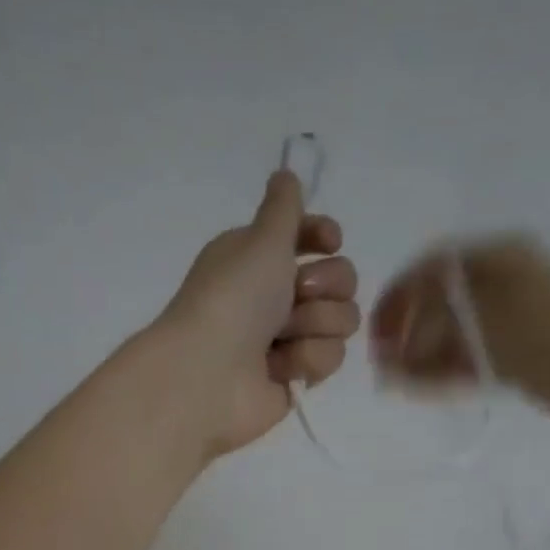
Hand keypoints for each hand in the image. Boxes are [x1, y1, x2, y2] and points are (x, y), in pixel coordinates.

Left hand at [158, 170, 359, 454]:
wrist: (209, 374)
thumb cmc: (233, 298)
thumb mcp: (261, 239)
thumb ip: (284, 206)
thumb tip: (286, 174)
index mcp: (260, 257)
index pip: (312, 238)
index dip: (326, 237)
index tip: (329, 241)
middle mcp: (276, 294)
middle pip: (340, 279)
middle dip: (327, 285)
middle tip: (297, 294)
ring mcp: (288, 338)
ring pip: (340, 320)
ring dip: (316, 325)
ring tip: (282, 337)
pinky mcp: (297, 375)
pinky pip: (330, 358)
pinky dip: (307, 360)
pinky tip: (279, 367)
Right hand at [370, 234, 549, 436]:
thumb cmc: (545, 336)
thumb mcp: (481, 313)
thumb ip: (433, 317)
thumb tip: (397, 340)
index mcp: (497, 258)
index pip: (431, 269)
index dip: (398, 298)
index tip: (376, 332)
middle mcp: (502, 283)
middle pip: (440, 303)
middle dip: (408, 332)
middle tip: (384, 363)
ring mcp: (512, 321)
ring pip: (454, 335)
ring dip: (422, 356)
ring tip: (396, 381)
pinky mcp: (520, 356)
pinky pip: (472, 359)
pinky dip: (445, 372)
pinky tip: (421, 388)